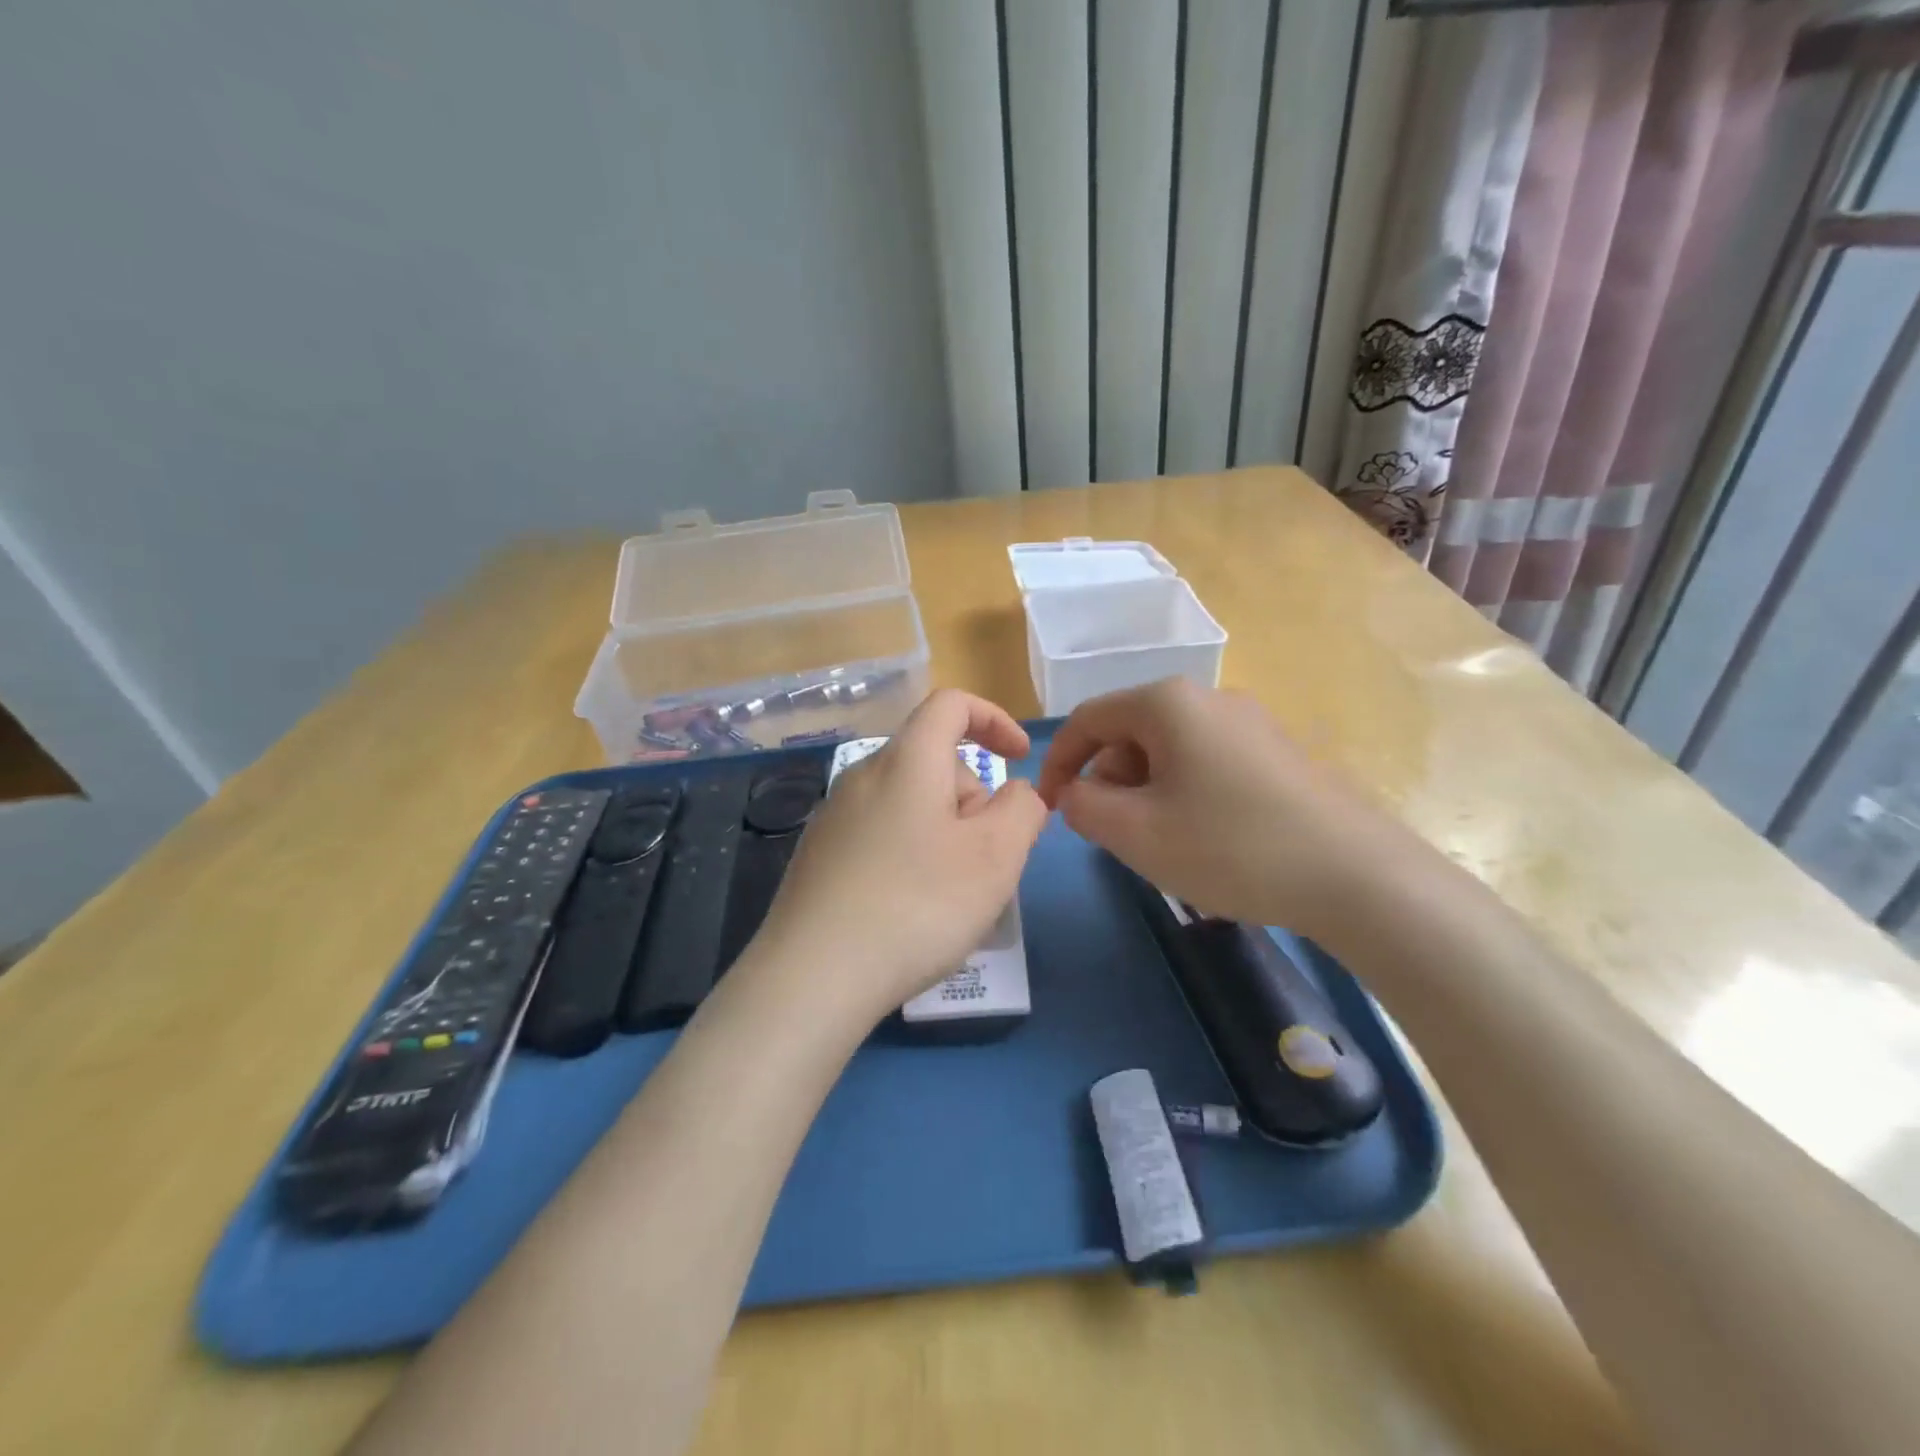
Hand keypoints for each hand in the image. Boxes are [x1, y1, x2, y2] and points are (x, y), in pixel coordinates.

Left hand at [750, 689, 1049, 1024]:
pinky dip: (910, 854)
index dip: (994, 719)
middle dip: (972, 797)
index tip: (1019, 759)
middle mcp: (863, 776)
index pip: (951, 704)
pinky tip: (909, 910)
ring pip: (909, 802)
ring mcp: (833, 817)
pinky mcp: (818, 856)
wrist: (814, 976)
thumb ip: (1022, 810)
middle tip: (986, 860)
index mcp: (906, 761)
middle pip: (933, 761)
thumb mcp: (996, 856)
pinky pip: (881, 834)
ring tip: (951, 894)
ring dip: (944, 831)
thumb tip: (1015, 793)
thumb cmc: (918, 905)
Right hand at [1035, 679, 1411, 937]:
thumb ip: (1082, 805)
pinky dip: (1185, 794)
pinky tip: (1205, 838)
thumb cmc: (1229, 846)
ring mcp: (1250, 722)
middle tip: (1113, 833)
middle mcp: (1208, 698)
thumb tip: (1077, 791)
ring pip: (1169, 751)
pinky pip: (1207, 763)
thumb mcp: (1134, 832)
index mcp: (1166, 704)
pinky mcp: (1278, 752)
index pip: (1088, 719)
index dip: (1058, 761)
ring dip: (1147, 791)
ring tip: (1162, 842)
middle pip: (1131, 732)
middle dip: (1108, 780)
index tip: (1049, 806)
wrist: (1355, 875)